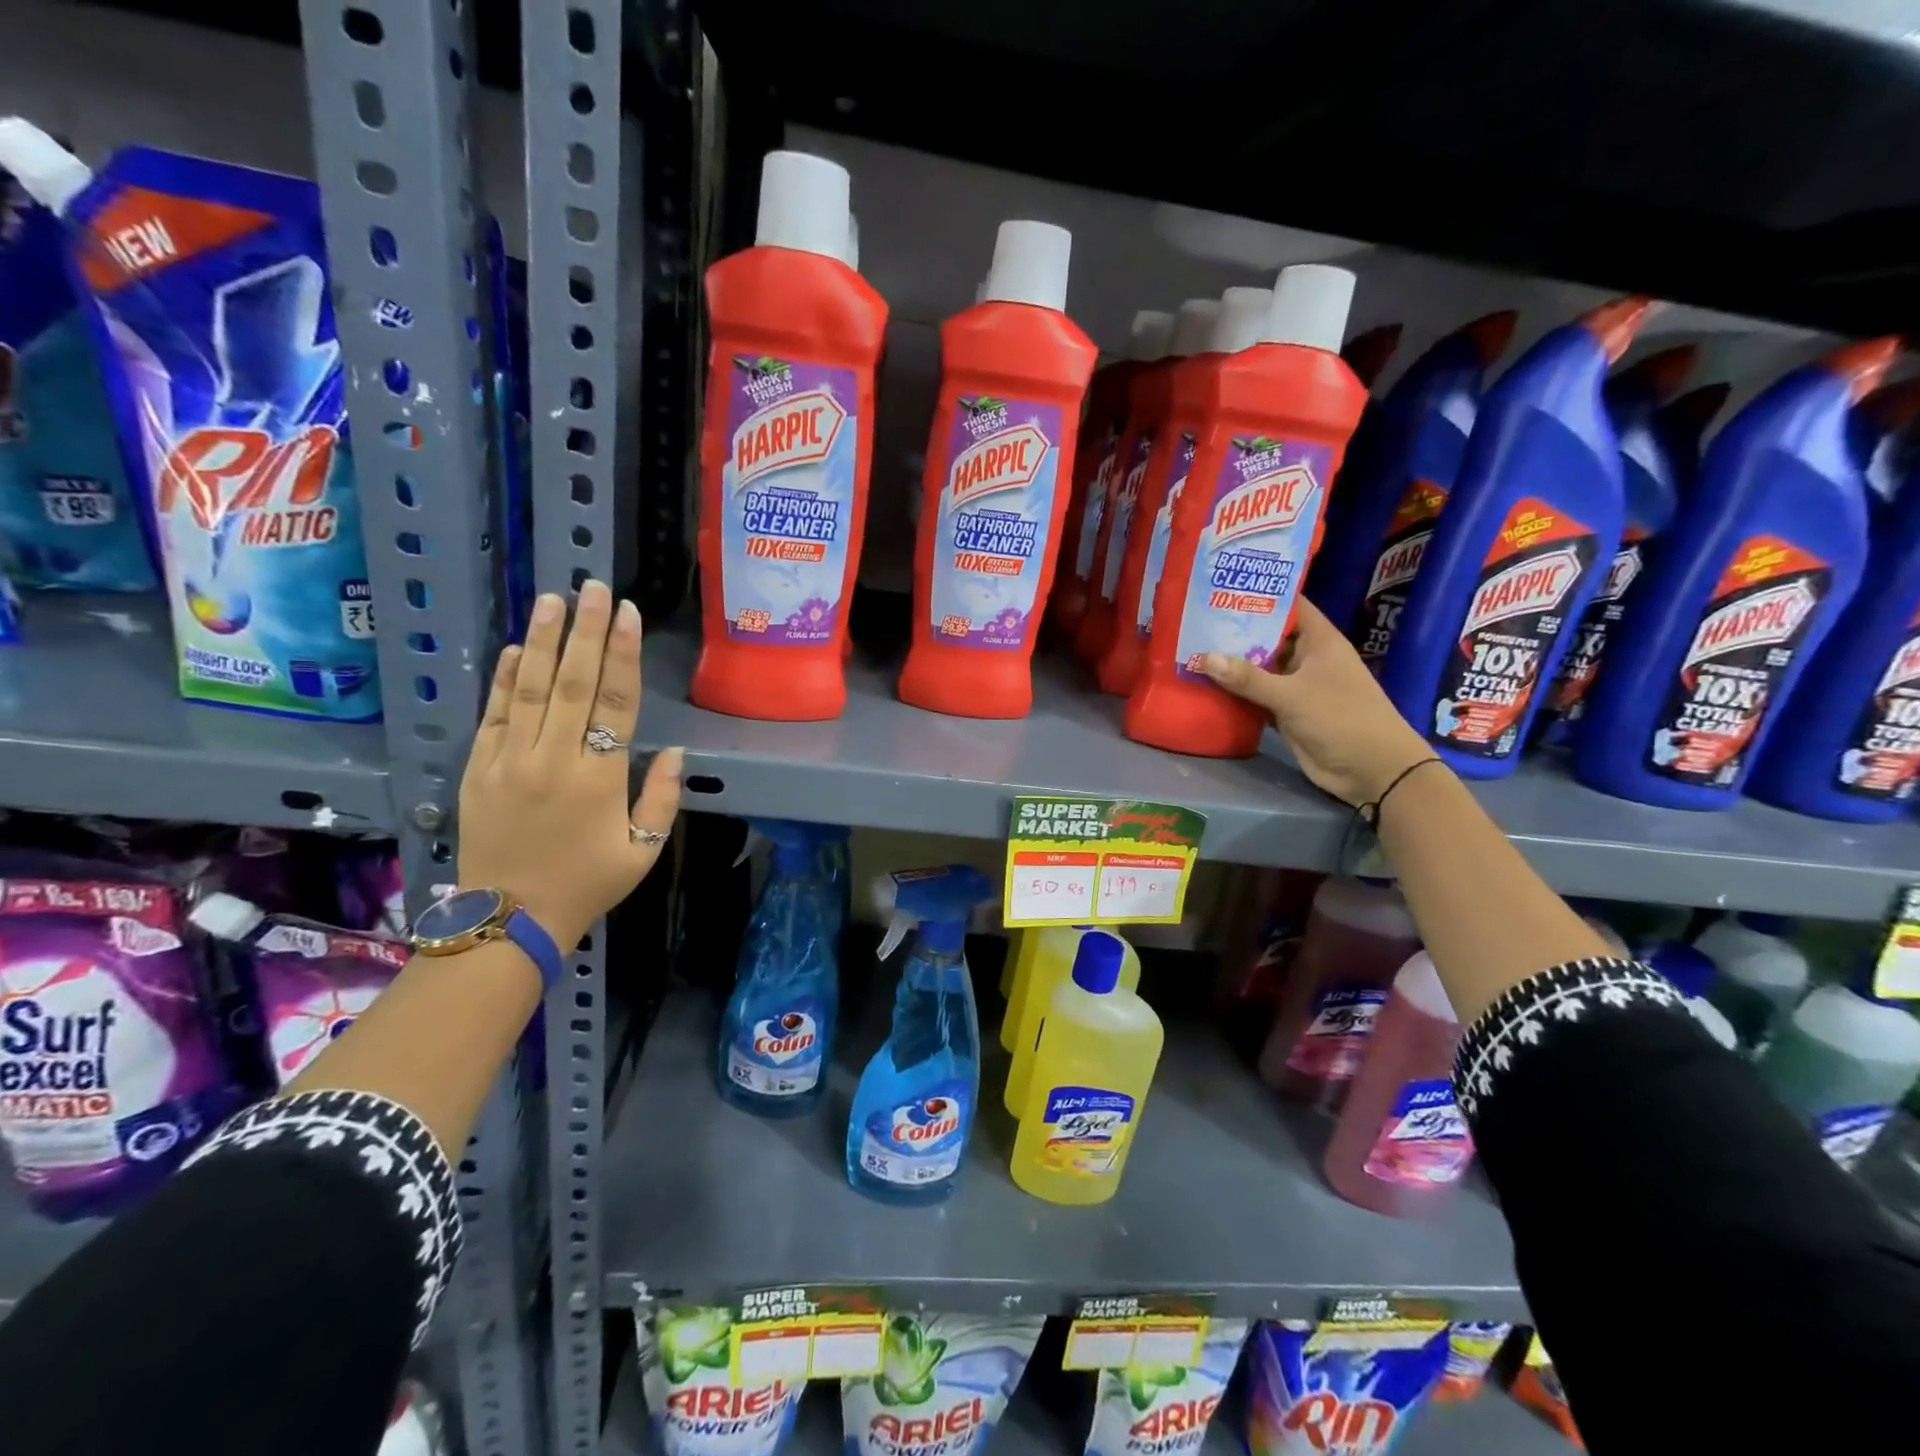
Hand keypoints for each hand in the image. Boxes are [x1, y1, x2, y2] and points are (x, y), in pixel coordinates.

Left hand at [458, 580, 683, 949]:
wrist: (510, 920)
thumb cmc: (587, 884)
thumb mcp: (643, 850)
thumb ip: (661, 799)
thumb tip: (672, 752)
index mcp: (598, 779)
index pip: (614, 703)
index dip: (622, 655)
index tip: (626, 614)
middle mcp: (552, 760)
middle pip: (571, 684)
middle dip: (585, 632)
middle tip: (592, 587)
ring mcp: (509, 762)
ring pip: (528, 689)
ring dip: (541, 641)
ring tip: (552, 600)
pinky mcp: (478, 770)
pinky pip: (493, 715)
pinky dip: (503, 680)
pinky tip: (512, 649)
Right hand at [1200, 600, 1433, 807]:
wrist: (1372, 770)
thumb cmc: (1341, 718)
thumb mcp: (1292, 695)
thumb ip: (1248, 678)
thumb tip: (1204, 657)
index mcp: (1318, 641)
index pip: (1288, 606)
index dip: (1260, 594)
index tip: (1223, 586)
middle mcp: (1307, 658)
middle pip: (1267, 637)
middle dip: (1235, 631)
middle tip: (1194, 620)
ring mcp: (1297, 686)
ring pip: (1259, 668)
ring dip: (1231, 664)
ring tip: (1191, 649)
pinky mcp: (1287, 712)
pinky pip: (1256, 696)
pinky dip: (1236, 693)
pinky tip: (1204, 685)